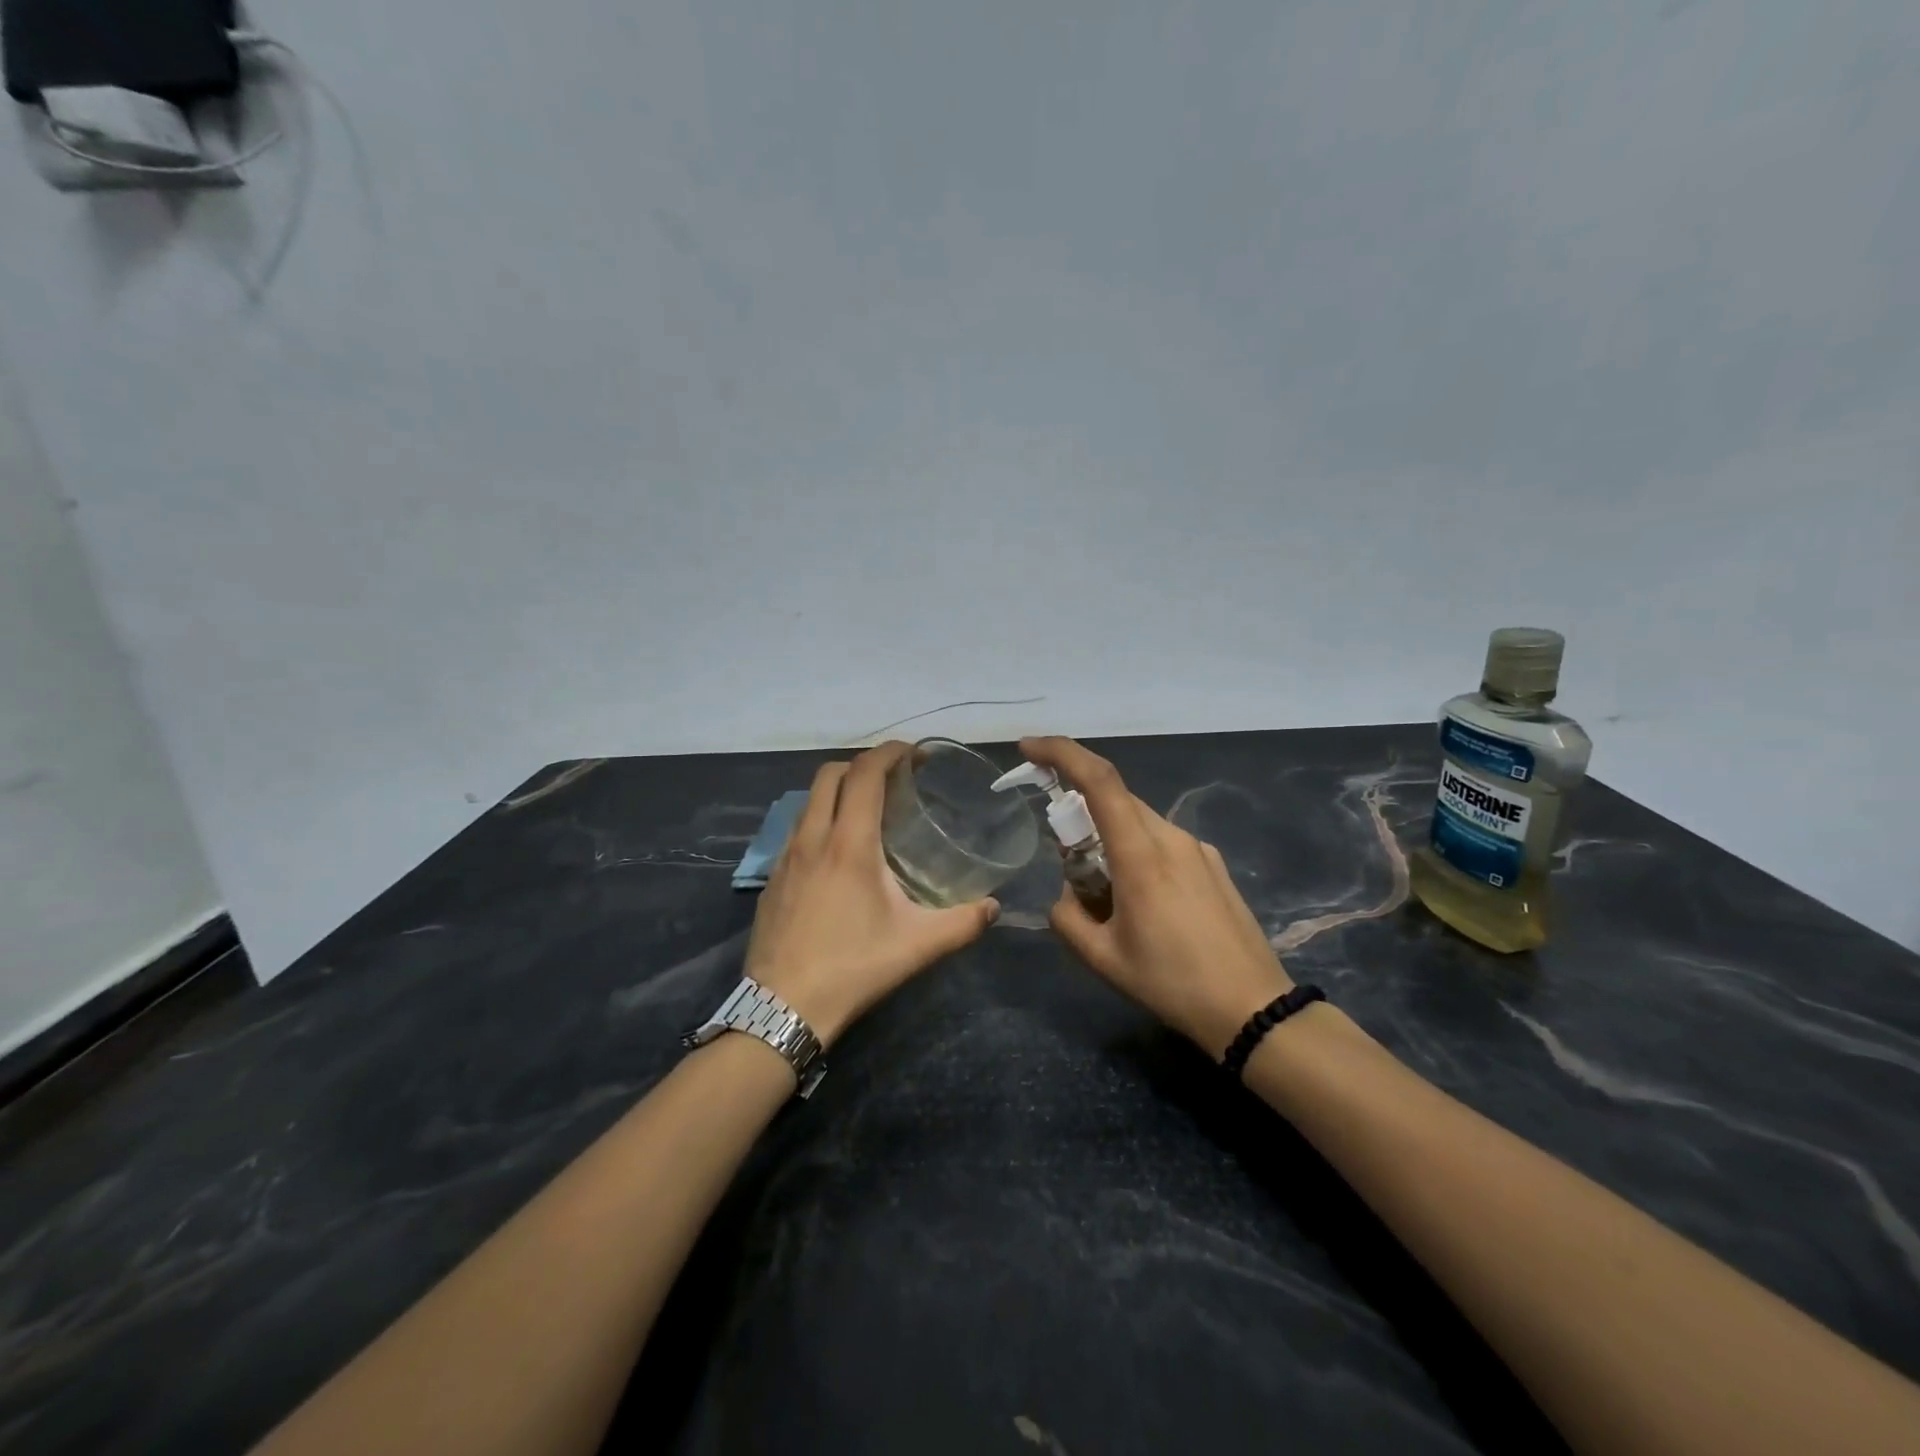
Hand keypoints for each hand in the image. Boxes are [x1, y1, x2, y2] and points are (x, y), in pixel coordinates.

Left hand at [745, 741, 999, 1047]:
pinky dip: (819, 818)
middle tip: (892, 779)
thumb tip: (994, 907)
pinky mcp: (772, 877)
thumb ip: (962, 923)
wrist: (782, 1008)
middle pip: (830, 773)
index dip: (889, 753)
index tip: (913, 753)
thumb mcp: (917, 946)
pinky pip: (796, 828)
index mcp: (849, 844)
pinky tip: (837, 851)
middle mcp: (812, 838)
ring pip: (809, 800)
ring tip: (867, 810)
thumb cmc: (853, 968)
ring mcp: (785, 856)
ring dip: (838, 789)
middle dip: (862, 764)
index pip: (865, 774)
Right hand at [1020, 736, 1293, 1057]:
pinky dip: (1137, 853)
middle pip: (1115, 801)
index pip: (1098, 781)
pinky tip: (1145, 904)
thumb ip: (1067, 917)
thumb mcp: (1103, 959)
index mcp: (1141, 855)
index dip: (1060, 753)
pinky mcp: (1213, 863)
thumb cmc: (1173, 983)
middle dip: (1080, 814)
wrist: (1254, 1009)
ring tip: (1108, 895)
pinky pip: (1162, 842)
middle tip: (1066, 859)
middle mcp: (1171, 838)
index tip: (1028, 749)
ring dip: (1109, 838)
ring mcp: (1197, 848)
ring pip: (1138, 822)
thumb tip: (1066, 895)